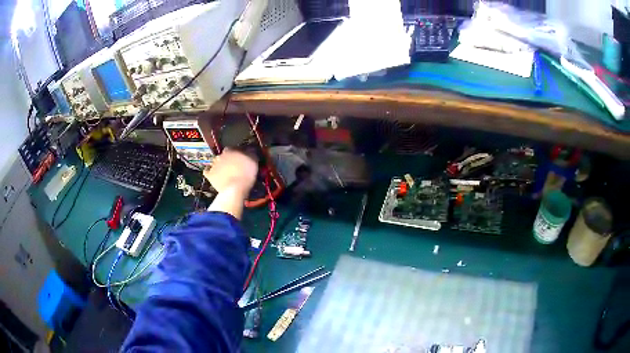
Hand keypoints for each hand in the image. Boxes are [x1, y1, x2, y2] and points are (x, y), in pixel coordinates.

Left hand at [204, 149, 257, 195]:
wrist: (235, 189)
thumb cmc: (246, 173)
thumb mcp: (254, 160)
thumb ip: (251, 153)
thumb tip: (250, 149)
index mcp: (230, 150)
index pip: (233, 148)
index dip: (237, 153)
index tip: (242, 159)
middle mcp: (220, 156)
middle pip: (223, 156)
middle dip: (227, 159)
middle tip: (234, 166)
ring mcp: (213, 166)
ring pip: (216, 163)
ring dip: (220, 166)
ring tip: (225, 172)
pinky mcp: (209, 175)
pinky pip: (207, 172)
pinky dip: (209, 172)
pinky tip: (213, 174)